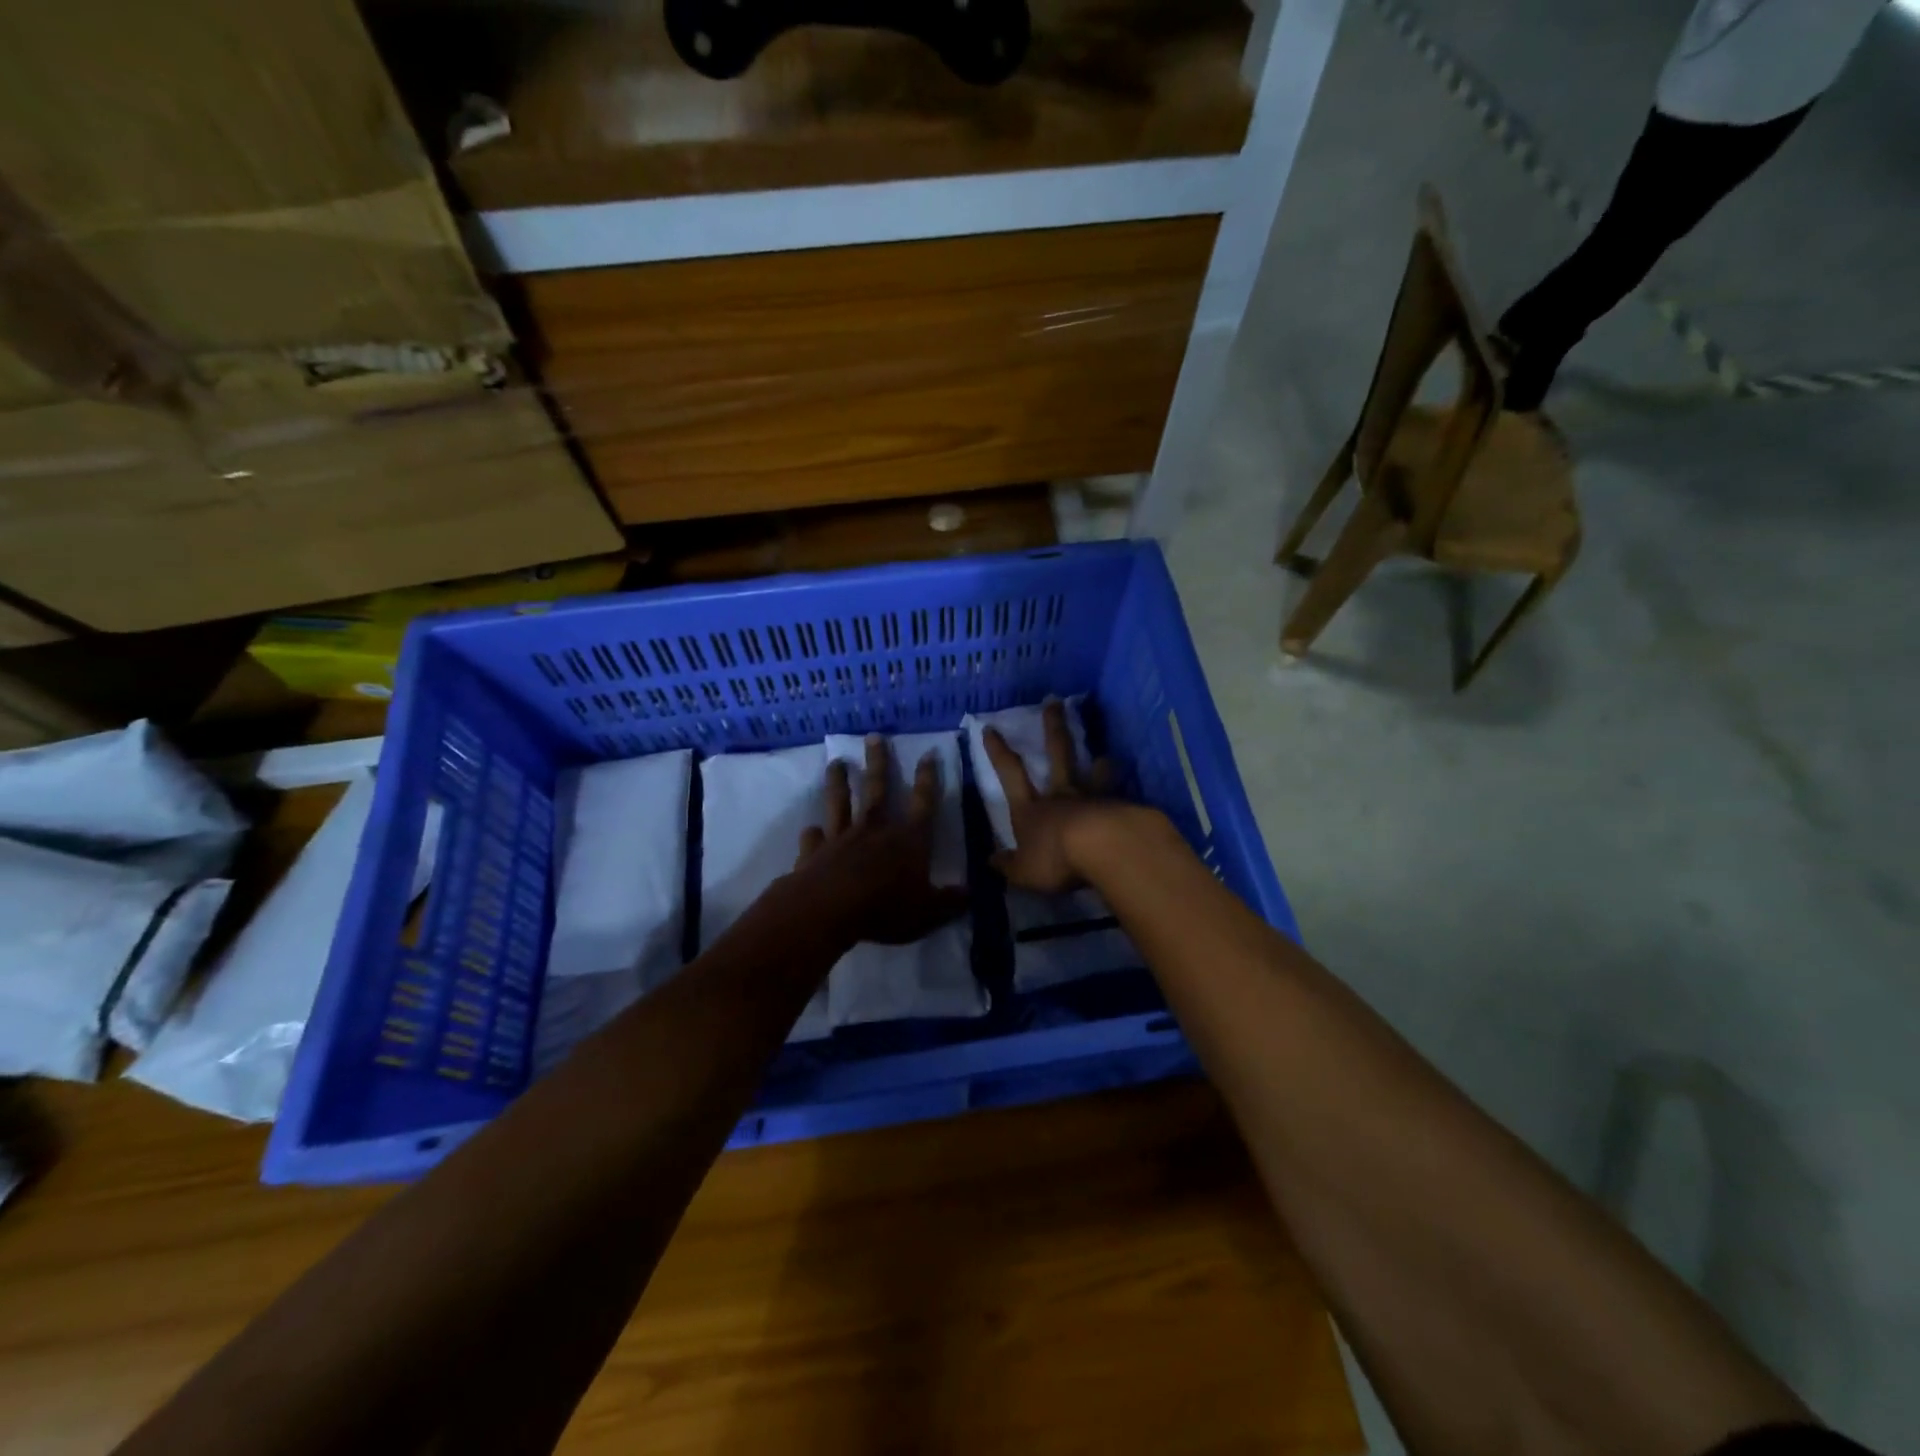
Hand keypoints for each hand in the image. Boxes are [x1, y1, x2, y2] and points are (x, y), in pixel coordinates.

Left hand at [790, 736, 969, 945]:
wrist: (828, 909)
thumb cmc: (885, 907)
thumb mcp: (929, 912)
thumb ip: (950, 902)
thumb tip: (971, 894)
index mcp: (908, 840)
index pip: (923, 802)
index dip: (928, 778)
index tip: (928, 753)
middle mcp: (874, 830)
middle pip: (877, 789)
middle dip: (878, 762)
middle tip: (873, 737)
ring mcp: (841, 838)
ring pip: (840, 802)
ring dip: (839, 782)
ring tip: (836, 763)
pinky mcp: (814, 853)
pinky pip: (814, 838)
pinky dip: (812, 833)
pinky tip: (810, 828)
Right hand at [979, 699, 1118, 894]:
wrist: (1106, 849)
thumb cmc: (1056, 858)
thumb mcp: (1024, 871)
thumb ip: (1008, 865)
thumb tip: (990, 860)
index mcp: (1031, 810)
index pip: (1011, 775)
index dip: (999, 752)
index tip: (991, 728)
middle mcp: (1061, 796)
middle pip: (1057, 755)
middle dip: (1052, 729)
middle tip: (1055, 703)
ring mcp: (1092, 799)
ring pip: (1092, 774)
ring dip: (1097, 764)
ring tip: (1104, 756)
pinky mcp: (1119, 809)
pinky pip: (1117, 797)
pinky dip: (1119, 794)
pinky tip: (1127, 798)